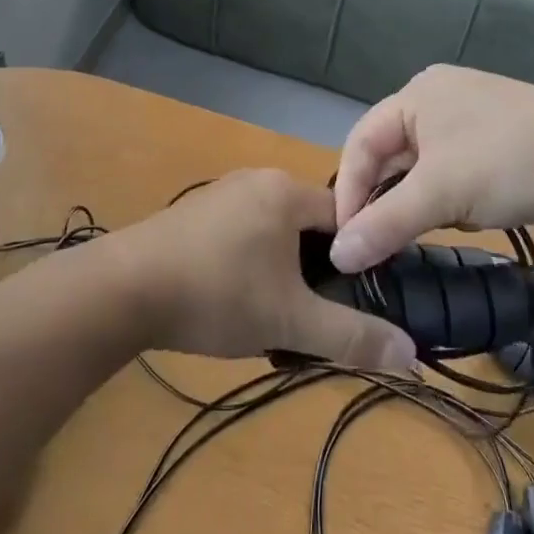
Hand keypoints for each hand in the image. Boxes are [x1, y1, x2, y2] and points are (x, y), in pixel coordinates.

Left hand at [113, 169, 417, 371]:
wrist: (122, 290)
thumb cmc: (216, 294)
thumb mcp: (290, 320)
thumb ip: (351, 336)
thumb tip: (410, 353)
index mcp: (286, 191)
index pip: (346, 214)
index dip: (359, 255)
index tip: (358, 296)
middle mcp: (256, 180)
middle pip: (309, 225)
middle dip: (317, 270)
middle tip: (315, 314)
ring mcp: (221, 194)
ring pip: (274, 233)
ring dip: (282, 272)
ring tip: (276, 317)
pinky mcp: (194, 214)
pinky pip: (242, 235)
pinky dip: (251, 265)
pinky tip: (235, 303)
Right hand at [330, 65, 533, 271]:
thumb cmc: (510, 162)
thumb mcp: (441, 193)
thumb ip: (384, 223)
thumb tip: (338, 255)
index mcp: (418, 93)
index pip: (361, 141)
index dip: (349, 191)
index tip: (344, 240)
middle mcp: (440, 98)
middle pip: (392, 154)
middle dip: (385, 199)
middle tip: (375, 244)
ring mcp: (474, 119)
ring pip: (424, 167)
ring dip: (417, 202)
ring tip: (414, 236)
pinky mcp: (500, 144)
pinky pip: (454, 173)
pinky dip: (449, 199)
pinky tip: (462, 220)